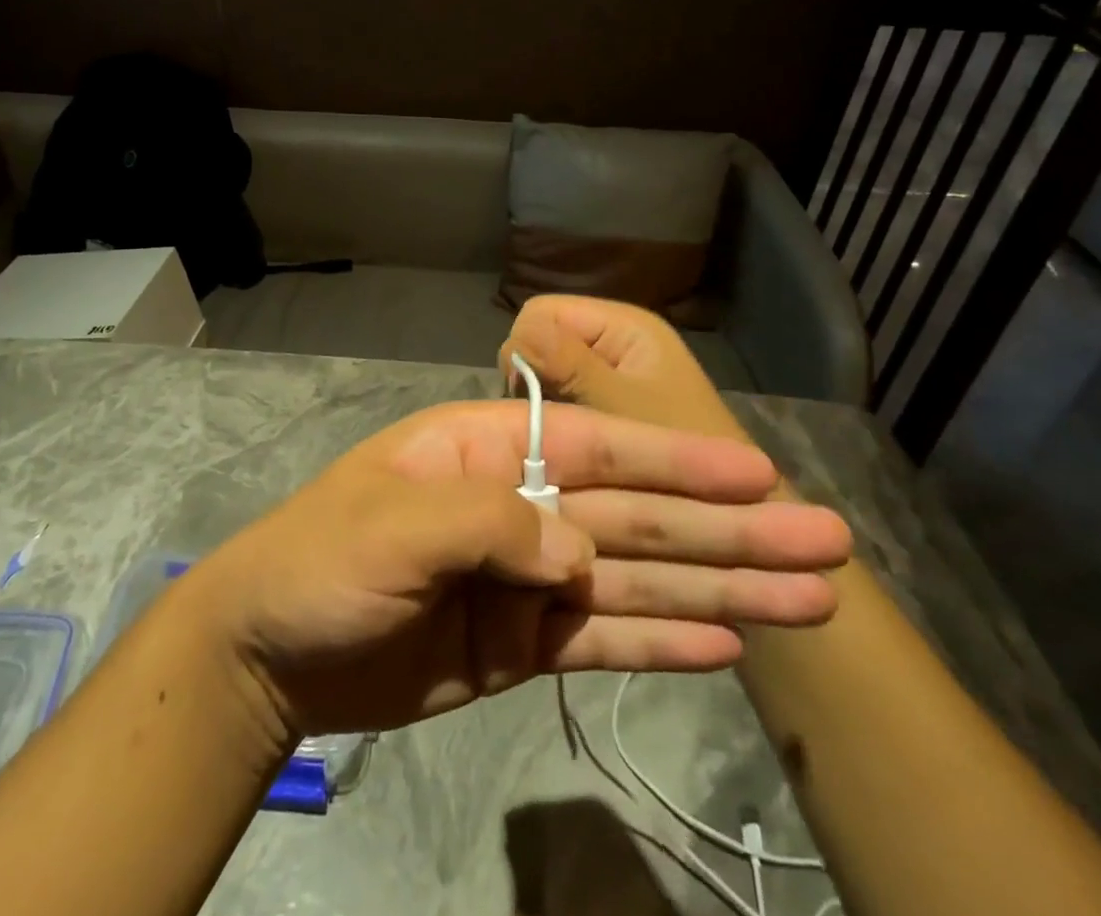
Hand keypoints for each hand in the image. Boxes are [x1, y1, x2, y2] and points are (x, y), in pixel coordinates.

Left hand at [181, 398, 849, 742]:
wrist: (272, 652)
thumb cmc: (323, 560)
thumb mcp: (394, 524)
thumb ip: (492, 525)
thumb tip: (581, 556)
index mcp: (490, 451)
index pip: (600, 448)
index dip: (679, 462)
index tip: (760, 475)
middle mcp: (523, 505)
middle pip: (640, 516)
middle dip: (731, 529)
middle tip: (828, 545)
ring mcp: (529, 577)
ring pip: (640, 578)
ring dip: (723, 587)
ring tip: (809, 600)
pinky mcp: (525, 642)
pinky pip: (606, 639)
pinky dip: (663, 640)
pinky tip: (728, 642)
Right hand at [502, 295, 742, 438]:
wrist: (741, 517)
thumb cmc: (685, 459)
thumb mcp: (619, 409)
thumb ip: (568, 364)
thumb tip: (518, 334)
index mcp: (623, 325)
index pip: (541, 313)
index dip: (527, 351)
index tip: (534, 401)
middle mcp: (616, 340)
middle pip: (542, 340)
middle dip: (535, 379)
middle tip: (550, 426)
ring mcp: (614, 372)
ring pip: (548, 372)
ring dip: (545, 404)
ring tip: (559, 442)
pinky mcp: (612, 403)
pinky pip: (563, 396)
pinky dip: (557, 419)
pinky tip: (567, 450)